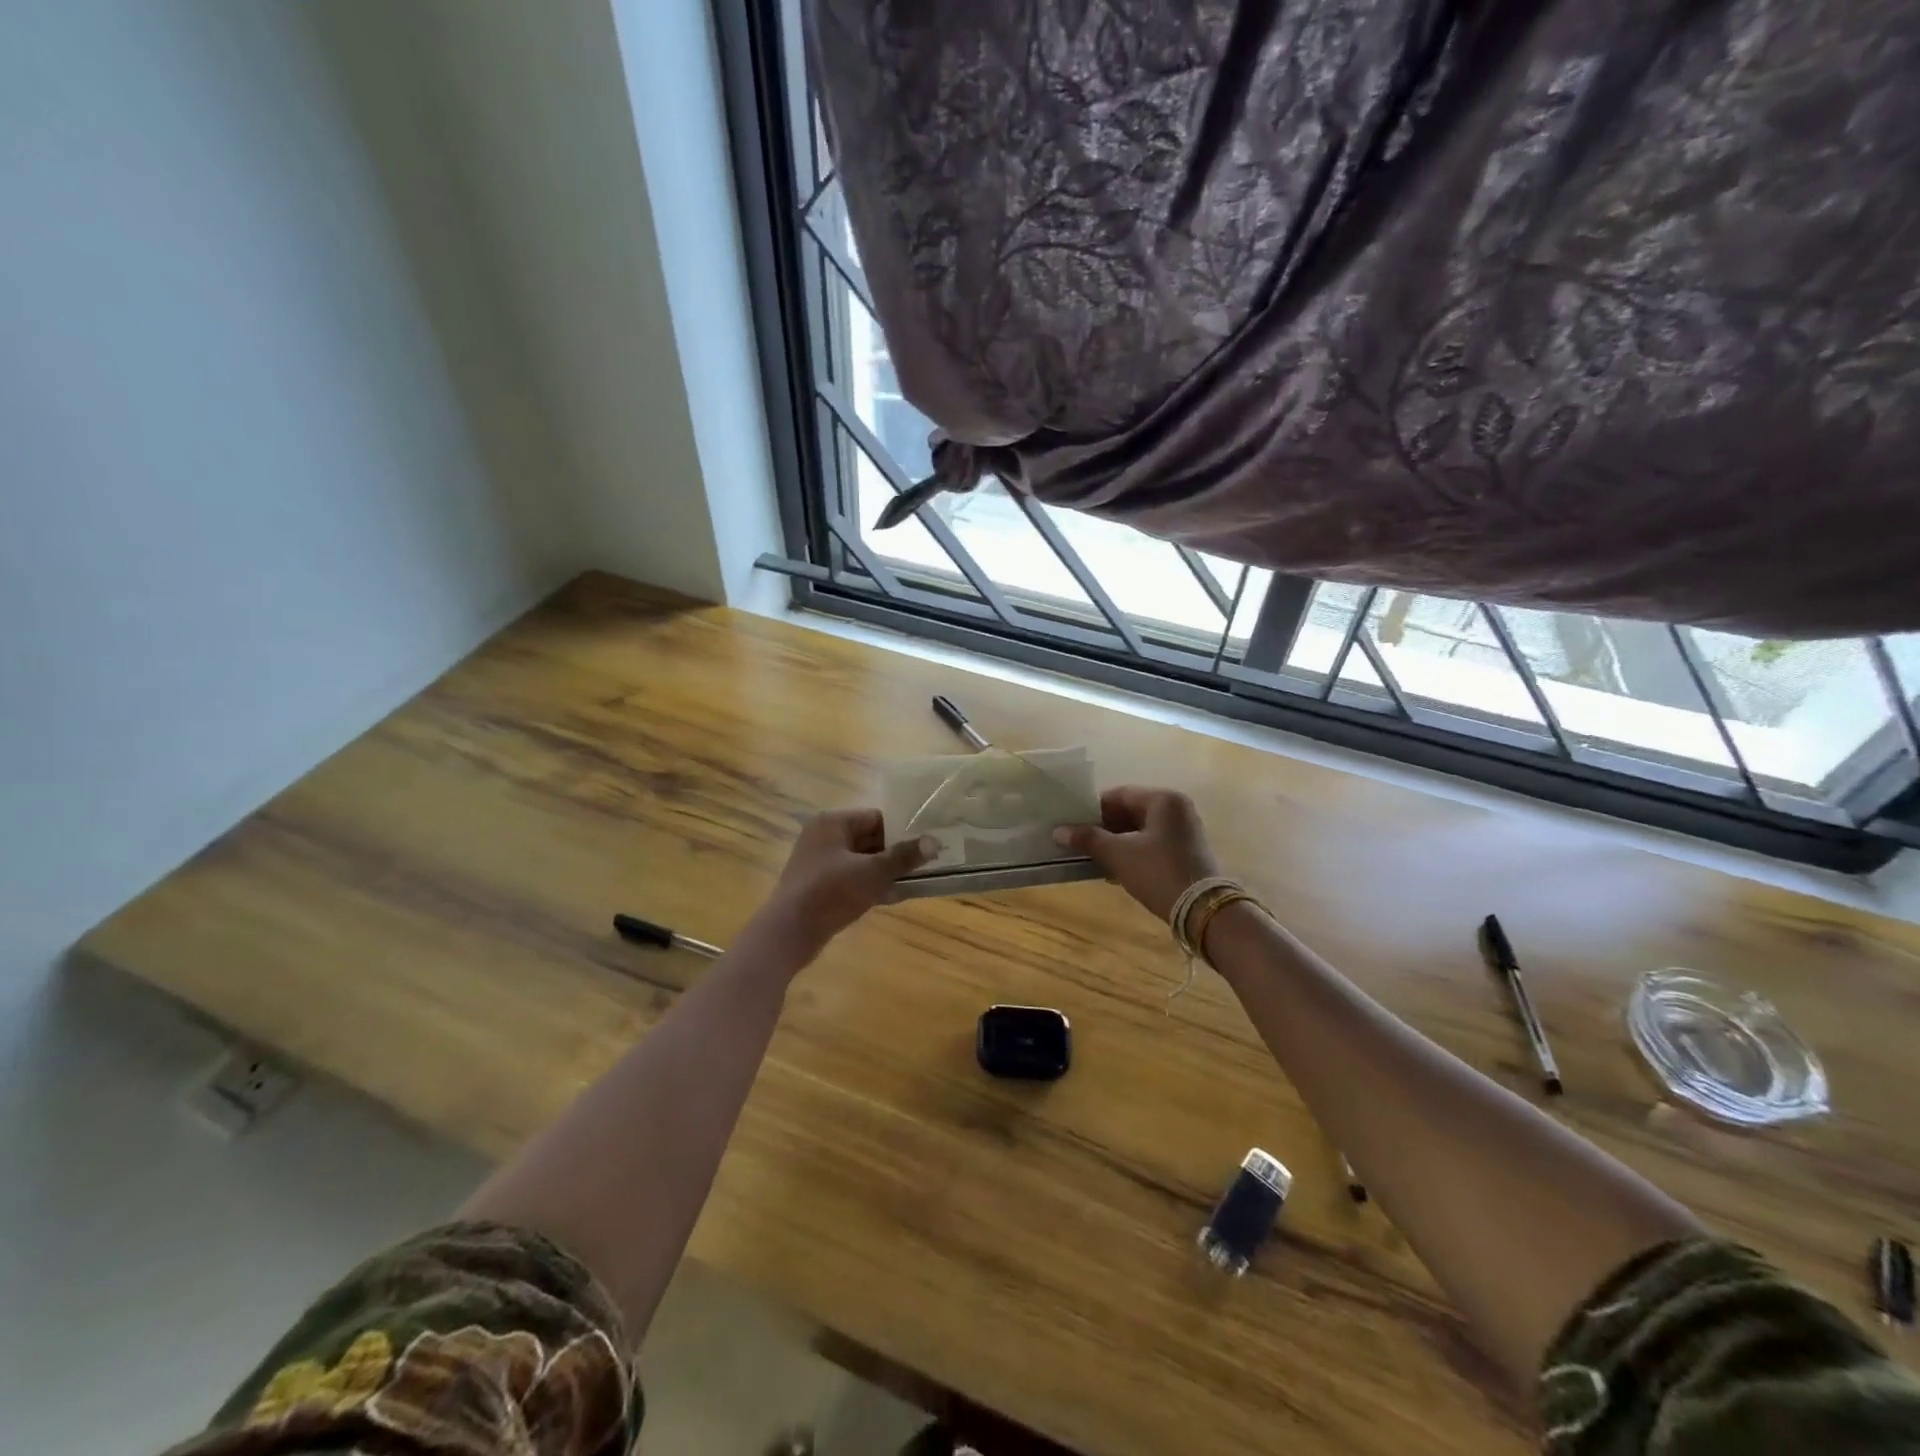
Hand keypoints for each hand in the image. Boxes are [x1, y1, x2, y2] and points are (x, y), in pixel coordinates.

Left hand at [762, 809, 934, 955]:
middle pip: (869, 838)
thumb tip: (934, 841)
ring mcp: (819, 862)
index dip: (902, 831)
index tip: (926, 845)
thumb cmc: (831, 892)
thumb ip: (904, 856)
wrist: (789, 934)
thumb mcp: (873, 873)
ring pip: (861, 861)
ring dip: (885, 871)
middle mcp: (823, 837)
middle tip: (926, 864)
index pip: (876, 817)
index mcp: (832, 823)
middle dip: (895, 853)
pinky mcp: (818, 886)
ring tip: (915, 881)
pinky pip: (851, 879)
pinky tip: (892, 897)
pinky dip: (870, 885)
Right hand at [1054, 786, 1219, 922]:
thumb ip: (1089, 839)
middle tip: (1080, 843)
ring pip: (1140, 829)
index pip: (1118, 795)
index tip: (1072, 825)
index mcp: (1163, 799)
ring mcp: (1184, 830)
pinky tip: (1115, 869)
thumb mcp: (1119, 854)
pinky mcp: (1187, 850)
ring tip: (1094, 858)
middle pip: (1130, 810)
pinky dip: (1133, 852)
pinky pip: (1152, 843)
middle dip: (1104, 828)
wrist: (1202, 910)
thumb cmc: (1158, 872)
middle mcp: (1177, 808)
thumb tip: (1059, 831)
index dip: (1092, 810)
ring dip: (1117, 842)